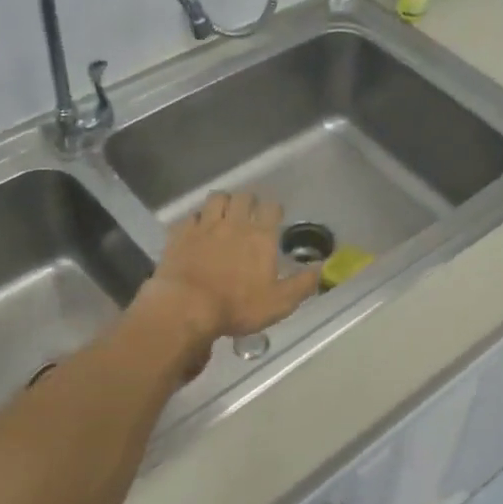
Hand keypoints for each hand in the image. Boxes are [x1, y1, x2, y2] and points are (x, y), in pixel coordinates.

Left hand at [140, 192, 319, 345]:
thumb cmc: (237, 306)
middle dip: (249, 201)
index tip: (275, 216)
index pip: (271, 208)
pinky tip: (196, 229)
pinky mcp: (180, 234)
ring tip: (224, 213)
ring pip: (216, 199)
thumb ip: (302, 284)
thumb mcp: (279, 303)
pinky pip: (190, 216)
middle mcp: (234, 224)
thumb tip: (322, 269)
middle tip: (249, 212)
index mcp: (260, 237)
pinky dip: (195, 219)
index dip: (274, 209)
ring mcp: (204, 226)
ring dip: (223, 202)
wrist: (186, 307)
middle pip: (243, 197)